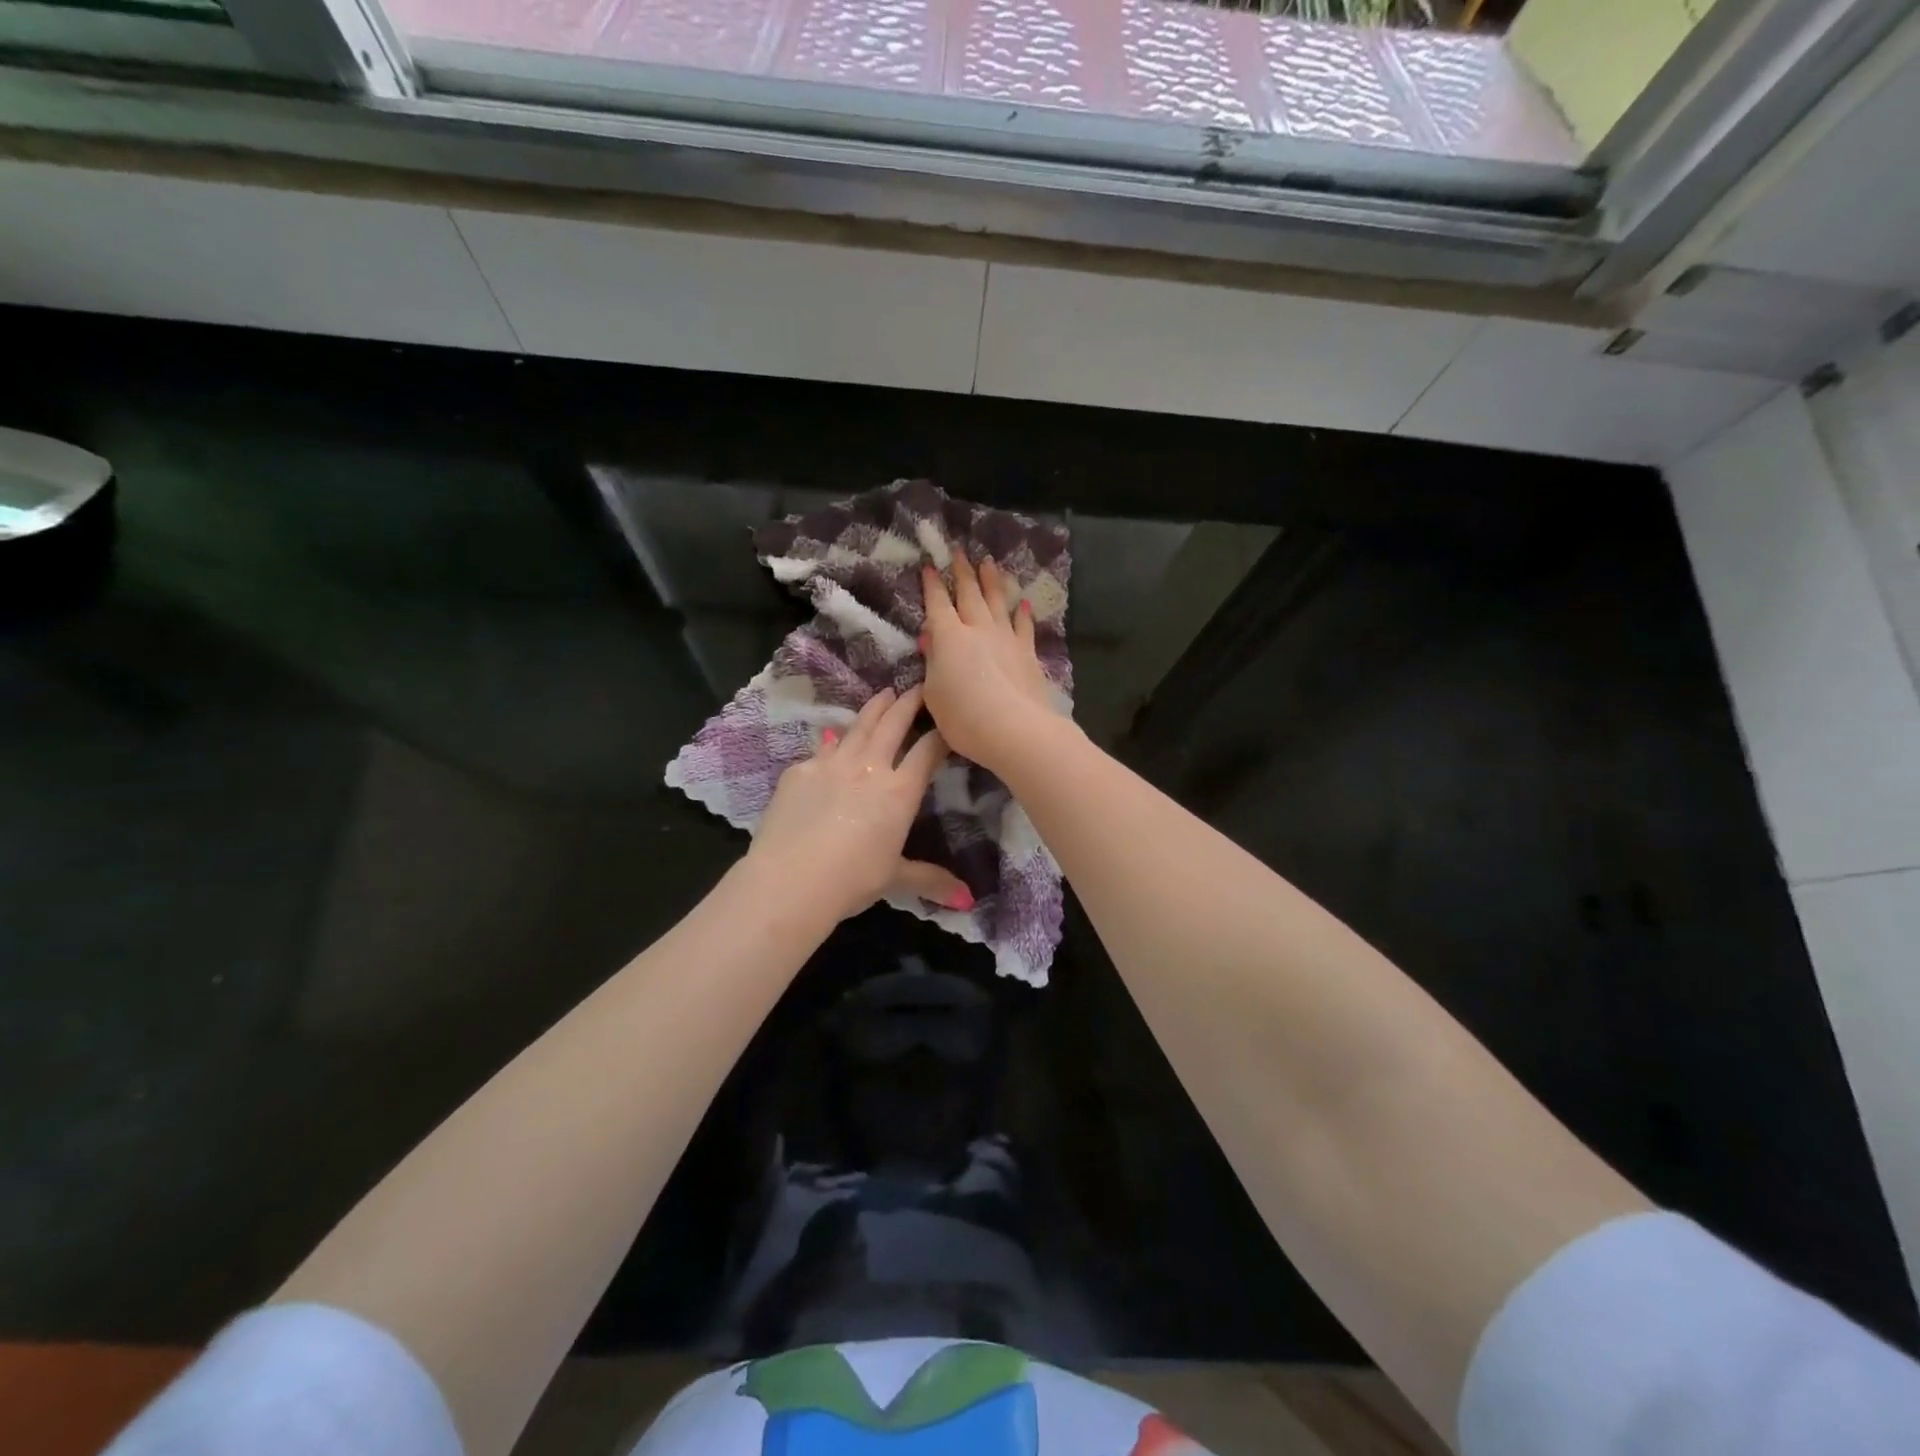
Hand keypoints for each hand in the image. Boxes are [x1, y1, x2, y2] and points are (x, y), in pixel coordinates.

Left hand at [747, 685, 970, 924]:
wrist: (790, 881)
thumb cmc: (851, 881)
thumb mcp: (895, 878)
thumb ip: (930, 880)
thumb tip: (968, 899)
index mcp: (899, 792)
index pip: (928, 751)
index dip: (941, 733)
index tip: (948, 721)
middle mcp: (869, 767)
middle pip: (893, 724)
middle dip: (909, 702)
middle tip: (918, 686)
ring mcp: (830, 763)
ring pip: (858, 726)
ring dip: (874, 708)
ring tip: (883, 694)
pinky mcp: (799, 770)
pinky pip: (821, 749)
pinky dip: (833, 742)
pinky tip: (832, 738)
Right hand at [921, 555, 1062, 773]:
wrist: (1015, 729)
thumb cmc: (963, 717)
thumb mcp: (933, 694)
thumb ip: (933, 664)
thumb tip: (932, 642)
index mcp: (949, 637)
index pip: (938, 604)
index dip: (932, 585)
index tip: (930, 566)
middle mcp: (978, 629)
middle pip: (970, 594)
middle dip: (963, 571)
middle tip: (960, 551)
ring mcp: (1006, 639)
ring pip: (998, 602)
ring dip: (992, 581)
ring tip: (989, 563)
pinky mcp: (1028, 653)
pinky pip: (1024, 626)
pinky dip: (1022, 613)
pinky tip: (1023, 603)